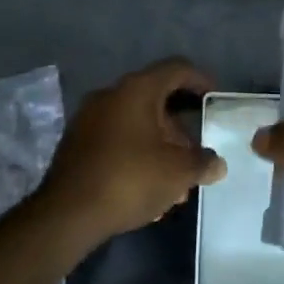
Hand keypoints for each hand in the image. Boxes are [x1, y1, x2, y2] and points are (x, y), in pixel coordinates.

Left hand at [36, 58, 225, 246]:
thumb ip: (203, 163)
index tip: (215, 98)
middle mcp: (111, 95)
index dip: (200, 79)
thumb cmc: (130, 179)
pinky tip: (148, 188)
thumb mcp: (178, 172)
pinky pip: (117, 140)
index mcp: (137, 89)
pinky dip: (137, 155)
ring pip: (136, 124)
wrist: (67, 214)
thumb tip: (217, 164)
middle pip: (156, 100)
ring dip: (160, 147)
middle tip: (195, 156)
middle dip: (180, 129)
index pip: (176, 69)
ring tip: (175, 184)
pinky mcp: (77, 144)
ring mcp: (89, 119)